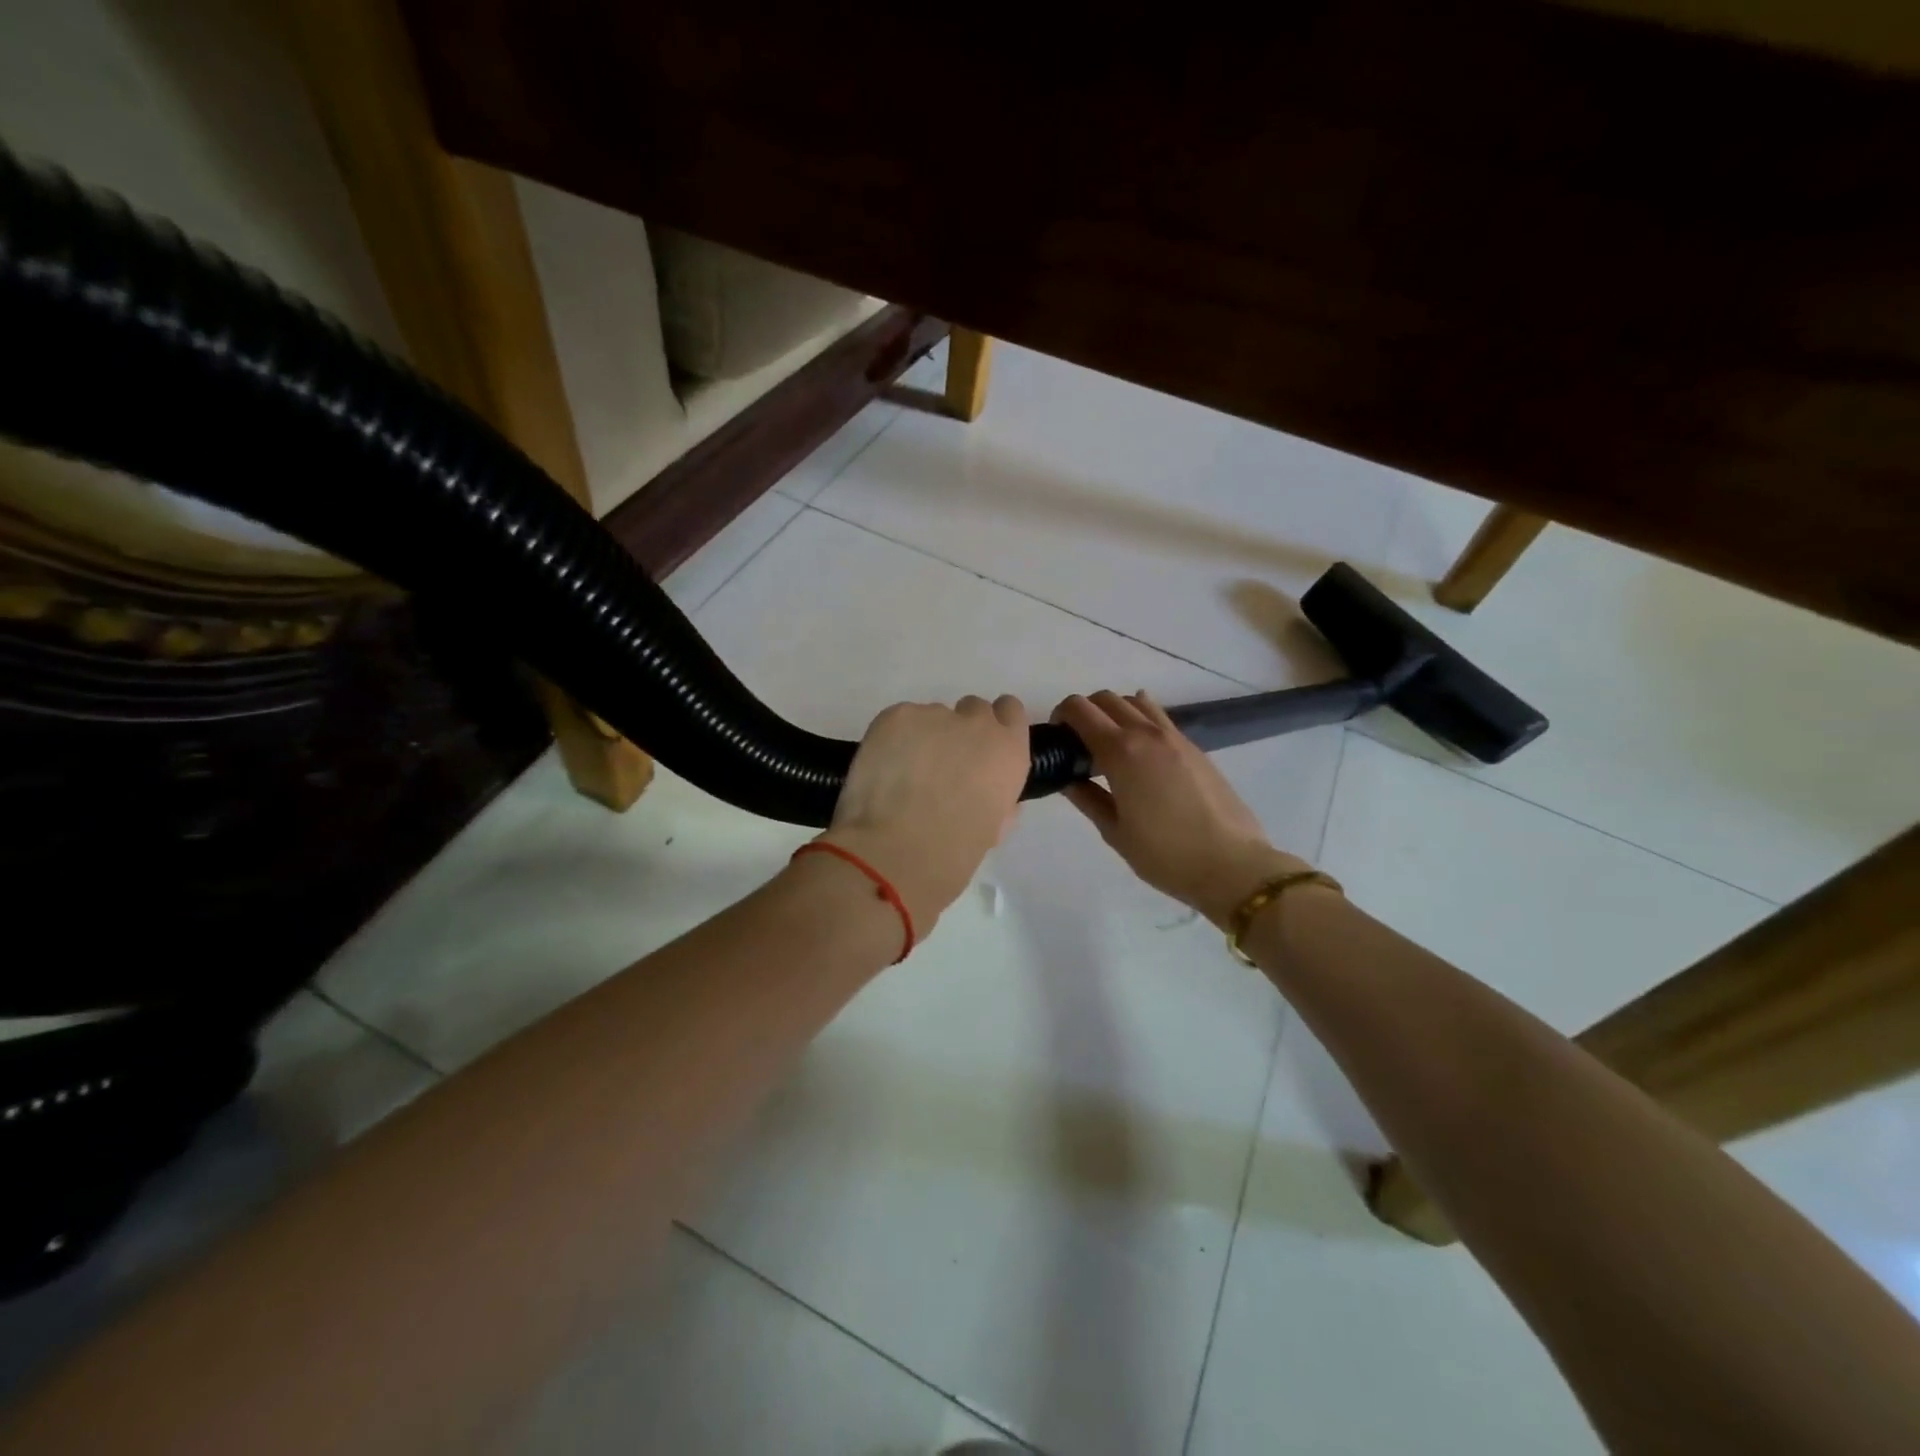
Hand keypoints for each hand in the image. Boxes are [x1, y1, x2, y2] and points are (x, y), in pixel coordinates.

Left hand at [821, 696, 1030, 932]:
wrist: (897, 850)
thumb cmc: (954, 854)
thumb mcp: (993, 828)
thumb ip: (997, 797)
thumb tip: (984, 791)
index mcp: (1009, 751)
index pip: (1010, 711)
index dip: (995, 726)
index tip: (979, 748)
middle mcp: (976, 724)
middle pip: (972, 708)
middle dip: (959, 731)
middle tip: (940, 764)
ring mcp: (934, 715)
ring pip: (932, 716)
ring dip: (923, 737)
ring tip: (903, 774)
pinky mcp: (896, 716)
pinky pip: (900, 720)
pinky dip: (893, 740)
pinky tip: (884, 769)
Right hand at [1052, 690, 1311, 927]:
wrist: (1232, 864)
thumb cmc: (1165, 855)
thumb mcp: (1115, 832)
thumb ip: (1087, 798)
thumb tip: (1068, 778)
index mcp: (1120, 752)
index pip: (1079, 709)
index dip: (1061, 716)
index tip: (1056, 738)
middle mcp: (1146, 733)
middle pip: (1106, 698)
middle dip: (1085, 712)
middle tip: (1078, 744)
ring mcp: (1174, 736)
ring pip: (1135, 701)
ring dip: (1114, 712)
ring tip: (1110, 744)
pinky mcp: (1193, 746)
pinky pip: (1158, 716)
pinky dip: (1140, 719)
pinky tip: (1139, 749)